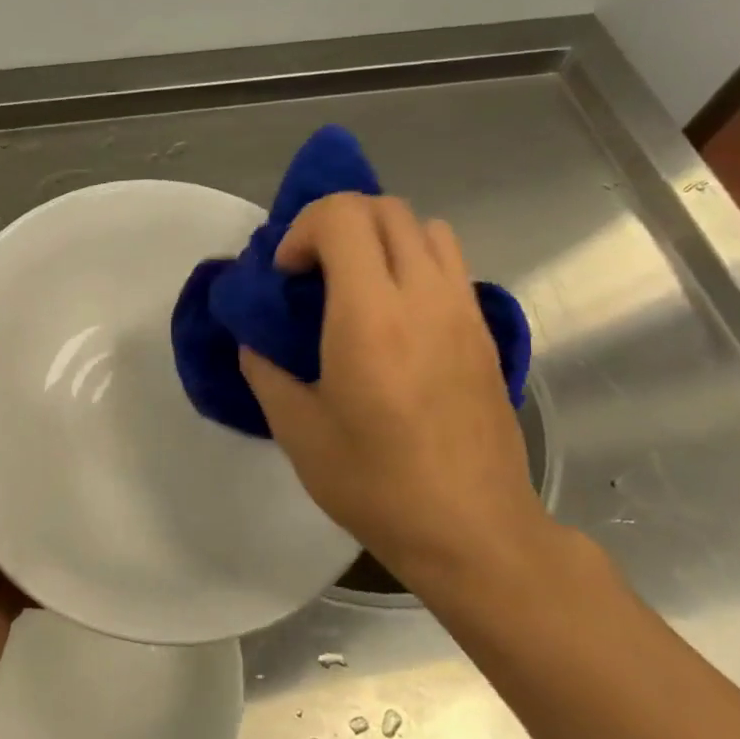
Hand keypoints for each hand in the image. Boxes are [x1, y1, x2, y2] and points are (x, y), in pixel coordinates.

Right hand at [239, 193, 551, 588]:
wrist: (472, 529)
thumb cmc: (375, 483)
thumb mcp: (297, 431)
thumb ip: (266, 370)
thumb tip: (255, 340)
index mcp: (370, 316)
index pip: (342, 217)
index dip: (302, 230)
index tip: (287, 277)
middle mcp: (423, 296)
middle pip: (386, 208)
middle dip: (337, 223)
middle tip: (312, 273)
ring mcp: (463, 310)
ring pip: (426, 227)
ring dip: (381, 237)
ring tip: (356, 285)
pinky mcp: (484, 331)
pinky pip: (449, 263)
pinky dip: (413, 262)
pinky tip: (394, 318)